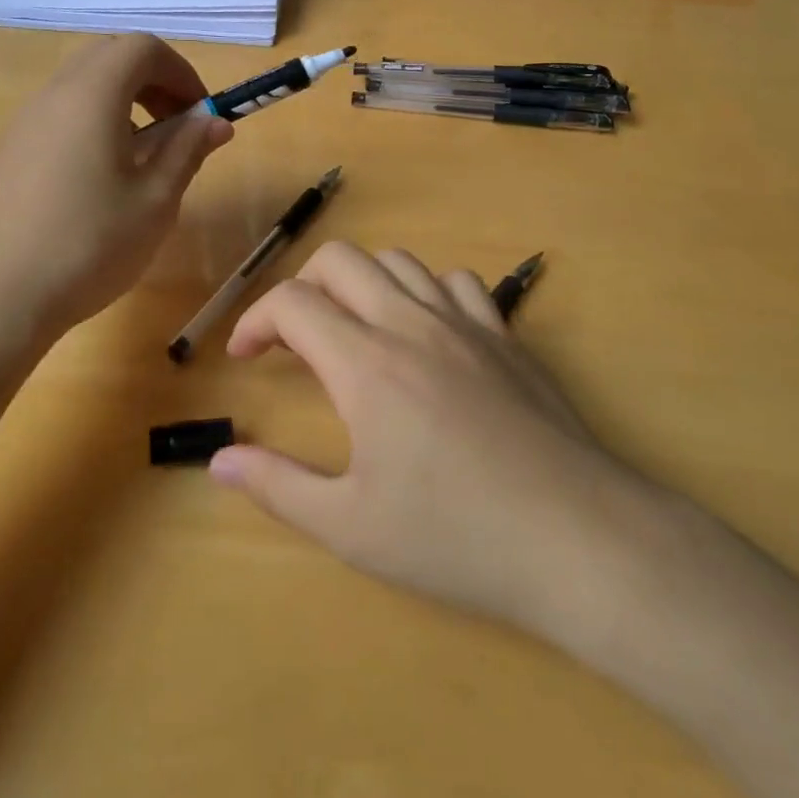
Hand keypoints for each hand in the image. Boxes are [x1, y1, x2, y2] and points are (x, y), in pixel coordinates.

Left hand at [0, 36, 232, 337]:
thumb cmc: (89, 245)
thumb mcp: (155, 200)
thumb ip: (187, 150)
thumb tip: (215, 123)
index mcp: (92, 95)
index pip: (143, 47)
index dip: (182, 72)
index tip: (201, 114)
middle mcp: (53, 95)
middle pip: (109, 56)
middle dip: (153, 80)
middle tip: (176, 126)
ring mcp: (24, 122)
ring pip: (82, 84)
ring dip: (123, 101)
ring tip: (143, 156)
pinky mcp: (10, 151)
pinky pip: (60, 113)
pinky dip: (94, 121)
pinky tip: (102, 178)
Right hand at [209, 241, 650, 642]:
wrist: (577, 537)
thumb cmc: (456, 537)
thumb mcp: (352, 527)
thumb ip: (278, 485)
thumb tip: (220, 459)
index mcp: (366, 364)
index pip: (292, 303)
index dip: (255, 320)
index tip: (244, 357)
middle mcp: (411, 324)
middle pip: (341, 260)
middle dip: (302, 286)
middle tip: (295, 338)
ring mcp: (466, 323)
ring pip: (399, 261)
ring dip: (362, 284)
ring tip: (356, 332)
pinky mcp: (506, 336)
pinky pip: (458, 283)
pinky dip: (427, 293)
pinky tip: (428, 336)